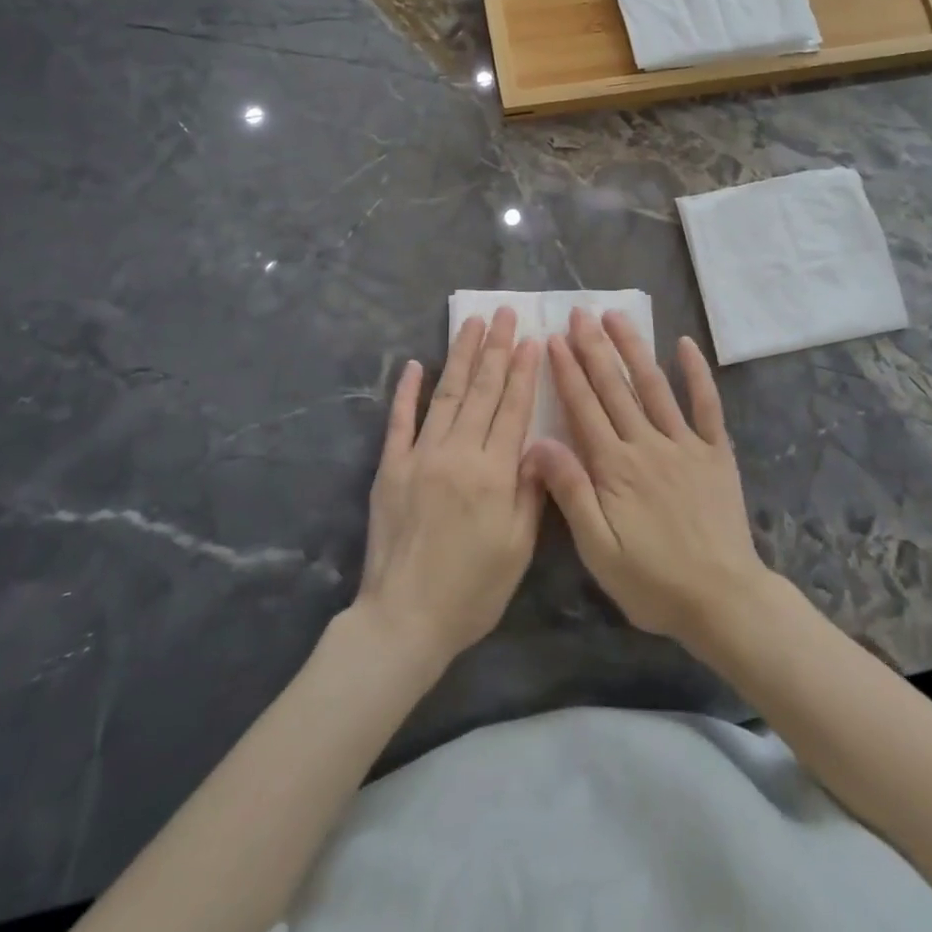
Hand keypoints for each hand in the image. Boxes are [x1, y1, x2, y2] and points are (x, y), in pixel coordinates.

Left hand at [355, 307, 544, 667]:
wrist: (404, 619)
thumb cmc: (472, 590)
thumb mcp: (519, 548)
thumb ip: (532, 490)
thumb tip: (541, 442)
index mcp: (494, 473)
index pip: (513, 409)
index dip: (523, 371)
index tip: (531, 338)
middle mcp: (457, 453)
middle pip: (481, 390)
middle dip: (495, 348)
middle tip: (503, 312)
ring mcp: (420, 456)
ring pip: (445, 394)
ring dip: (460, 355)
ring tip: (471, 323)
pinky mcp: (390, 467)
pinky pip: (399, 421)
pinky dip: (406, 391)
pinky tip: (413, 364)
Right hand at [526, 308, 769, 650]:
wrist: (723, 599)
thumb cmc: (652, 581)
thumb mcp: (598, 549)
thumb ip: (570, 492)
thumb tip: (537, 443)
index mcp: (615, 467)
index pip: (584, 408)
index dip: (566, 372)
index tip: (552, 339)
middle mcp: (648, 444)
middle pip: (614, 388)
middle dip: (594, 348)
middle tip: (578, 312)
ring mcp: (685, 444)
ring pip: (654, 386)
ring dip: (634, 348)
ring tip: (616, 316)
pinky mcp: (715, 452)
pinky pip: (706, 405)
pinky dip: (696, 373)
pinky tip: (685, 344)